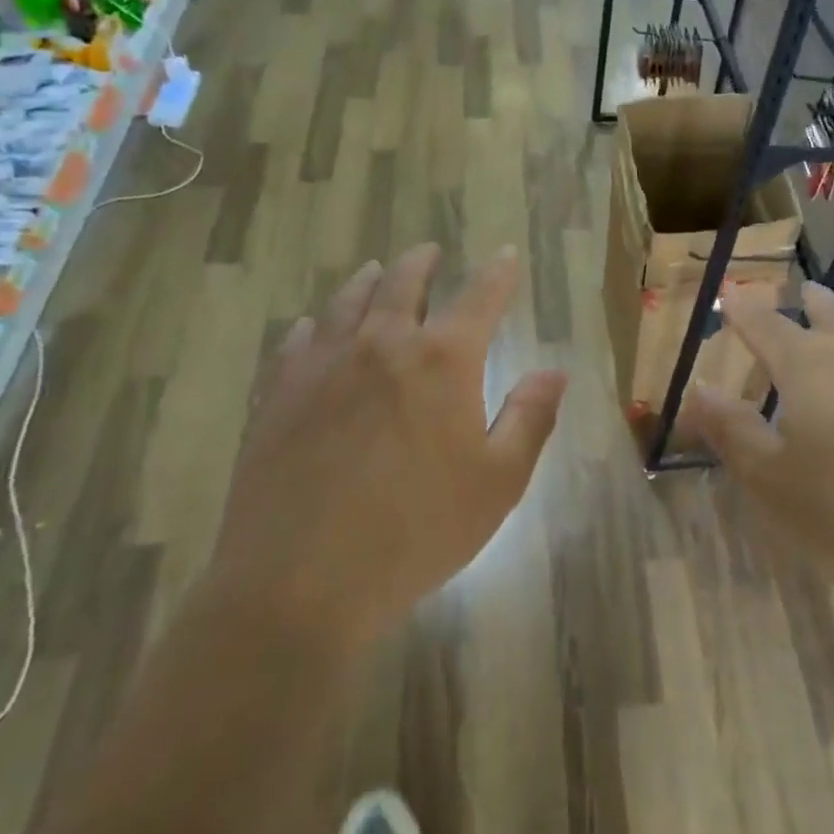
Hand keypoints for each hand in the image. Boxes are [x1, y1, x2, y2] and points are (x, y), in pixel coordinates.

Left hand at [211, 244, 565, 645]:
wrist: (301, 582)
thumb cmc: (417, 531)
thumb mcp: (498, 481)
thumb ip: (530, 417)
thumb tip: (555, 371)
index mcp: (443, 359)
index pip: (479, 297)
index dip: (497, 273)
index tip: (504, 253)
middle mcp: (382, 344)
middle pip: (402, 283)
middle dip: (421, 263)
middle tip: (429, 252)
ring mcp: (323, 365)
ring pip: (347, 302)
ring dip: (367, 281)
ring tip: (375, 271)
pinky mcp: (279, 394)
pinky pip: (297, 342)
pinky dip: (314, 325)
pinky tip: (313, 327)